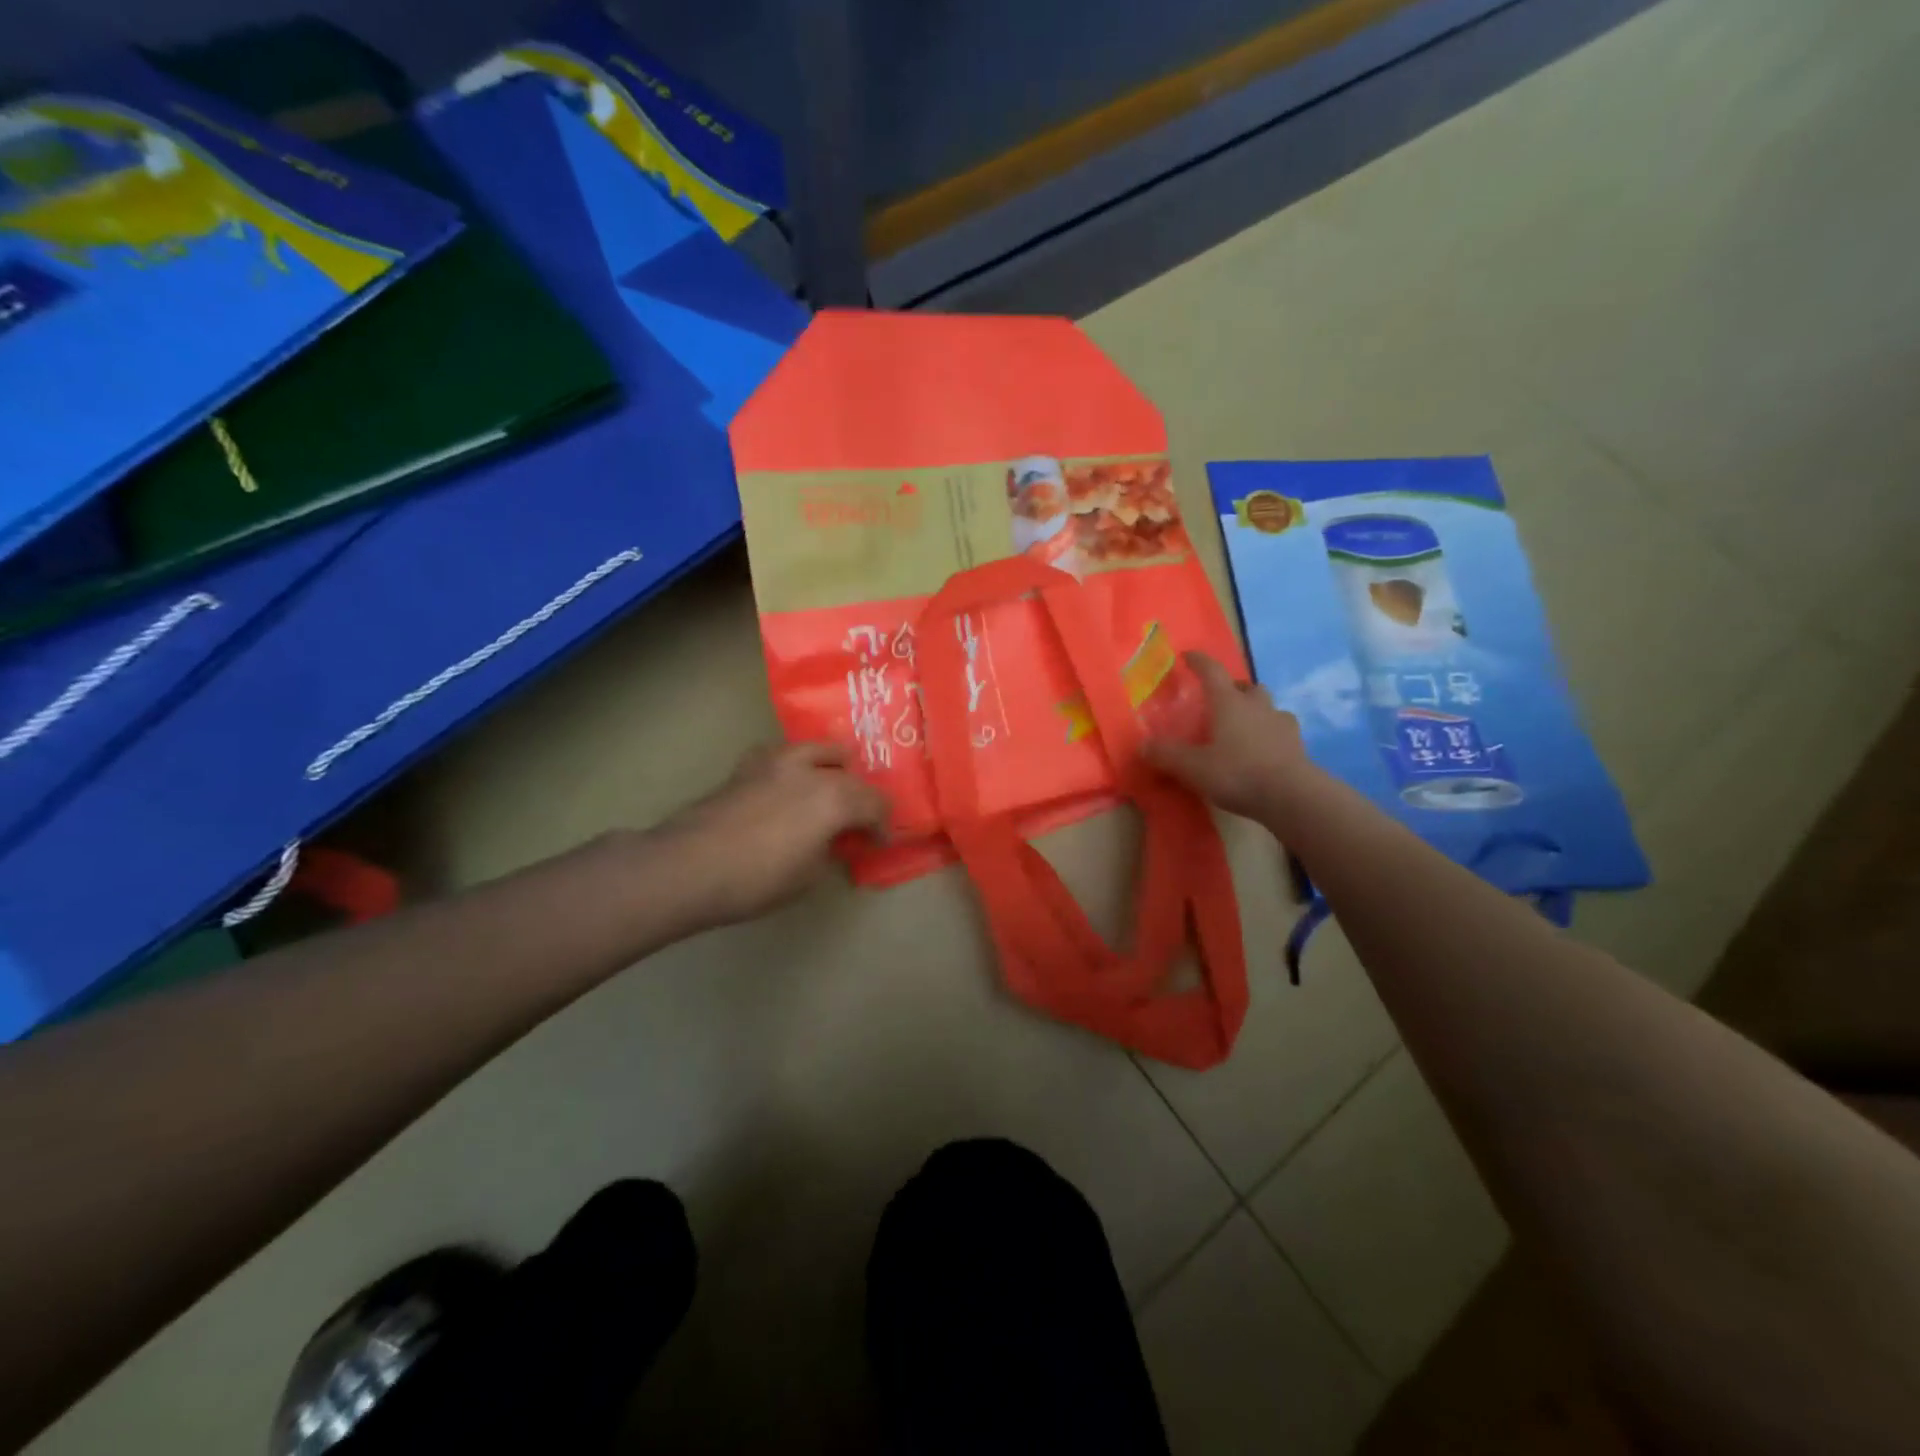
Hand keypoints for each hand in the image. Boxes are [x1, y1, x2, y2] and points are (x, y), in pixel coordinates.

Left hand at [657, 742, 888, 926]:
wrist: (689, 866)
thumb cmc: (756, 880)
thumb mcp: (807, 876)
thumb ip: (829, 851)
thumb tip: (833, 841)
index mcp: (835, 799)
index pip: (875, 803)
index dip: (882, 824)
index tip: (879, 841)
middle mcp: (812, 771)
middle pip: (851, 775)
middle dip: (861, 796)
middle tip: (858, 819)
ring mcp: (777, 762)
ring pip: (819, 749)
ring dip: (832, 766)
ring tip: (831, 783)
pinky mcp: (748, 765)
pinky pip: (783, 754)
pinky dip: (795, 764)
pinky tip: (787, 781)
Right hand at [1145, 652, 1313, 822]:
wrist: (1292, 796)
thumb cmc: (1237, 773)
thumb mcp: (1192, 767)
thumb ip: (1166, 754)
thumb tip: (1143, 745)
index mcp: (1229, 703)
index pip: (1212, 671)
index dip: (1198, 661)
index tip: (1187, 656)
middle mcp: (1256, 705)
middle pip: (1245, 686)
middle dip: (1232, 688)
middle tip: (1218, 701)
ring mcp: (1281, 723)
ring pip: (1266, 706)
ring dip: (1254, 710)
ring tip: (1241, 727)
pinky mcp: (1297, 744)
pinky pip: (1280, 729)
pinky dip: (1270, 732)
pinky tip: (1263, 748)